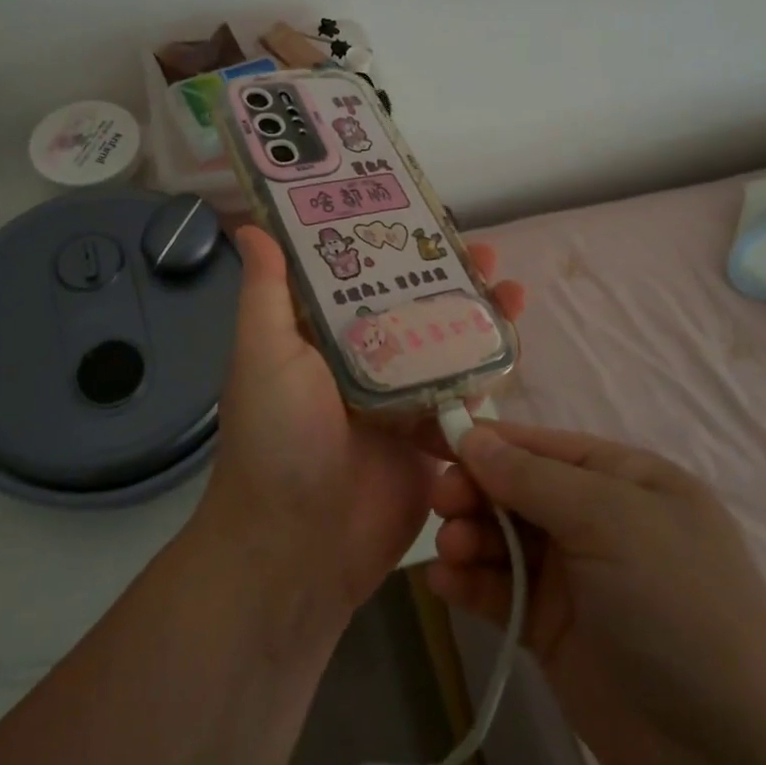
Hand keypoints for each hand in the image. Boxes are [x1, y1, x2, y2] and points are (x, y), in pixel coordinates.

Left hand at [194, 225, 525, 625]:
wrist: (298, 549)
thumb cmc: (276, 439)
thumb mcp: (263, 354)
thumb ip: (268, 293)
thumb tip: (250, 227)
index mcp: (320, 337)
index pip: (359, 277)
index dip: (389, 245)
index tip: (422, 215)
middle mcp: (361, 362)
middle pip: (410, 307)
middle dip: (445, 278)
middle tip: (483, 249)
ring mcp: (399, 402)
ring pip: (444, 346)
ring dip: (476, 316)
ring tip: (512, 287)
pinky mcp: (429, 441)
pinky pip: (463, 397)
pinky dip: (488, 369)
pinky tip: (514, 342)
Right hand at [429, 423, 765, 764]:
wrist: (736, 754)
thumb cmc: (677, 602)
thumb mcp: (609, 519)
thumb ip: (531, 477)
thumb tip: (471, 436)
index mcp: (623, 478)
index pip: (540, 445)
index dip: (487, 441)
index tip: (433, 440)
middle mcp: (597, 519)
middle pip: (515, 489)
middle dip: (475, 491)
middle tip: (441, 504)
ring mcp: (574, 576)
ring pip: (502, 539)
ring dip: (468, 537)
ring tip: (449, 551)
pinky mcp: (553, 629)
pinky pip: (500, 591)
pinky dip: (471, 583)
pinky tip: (445, 584)